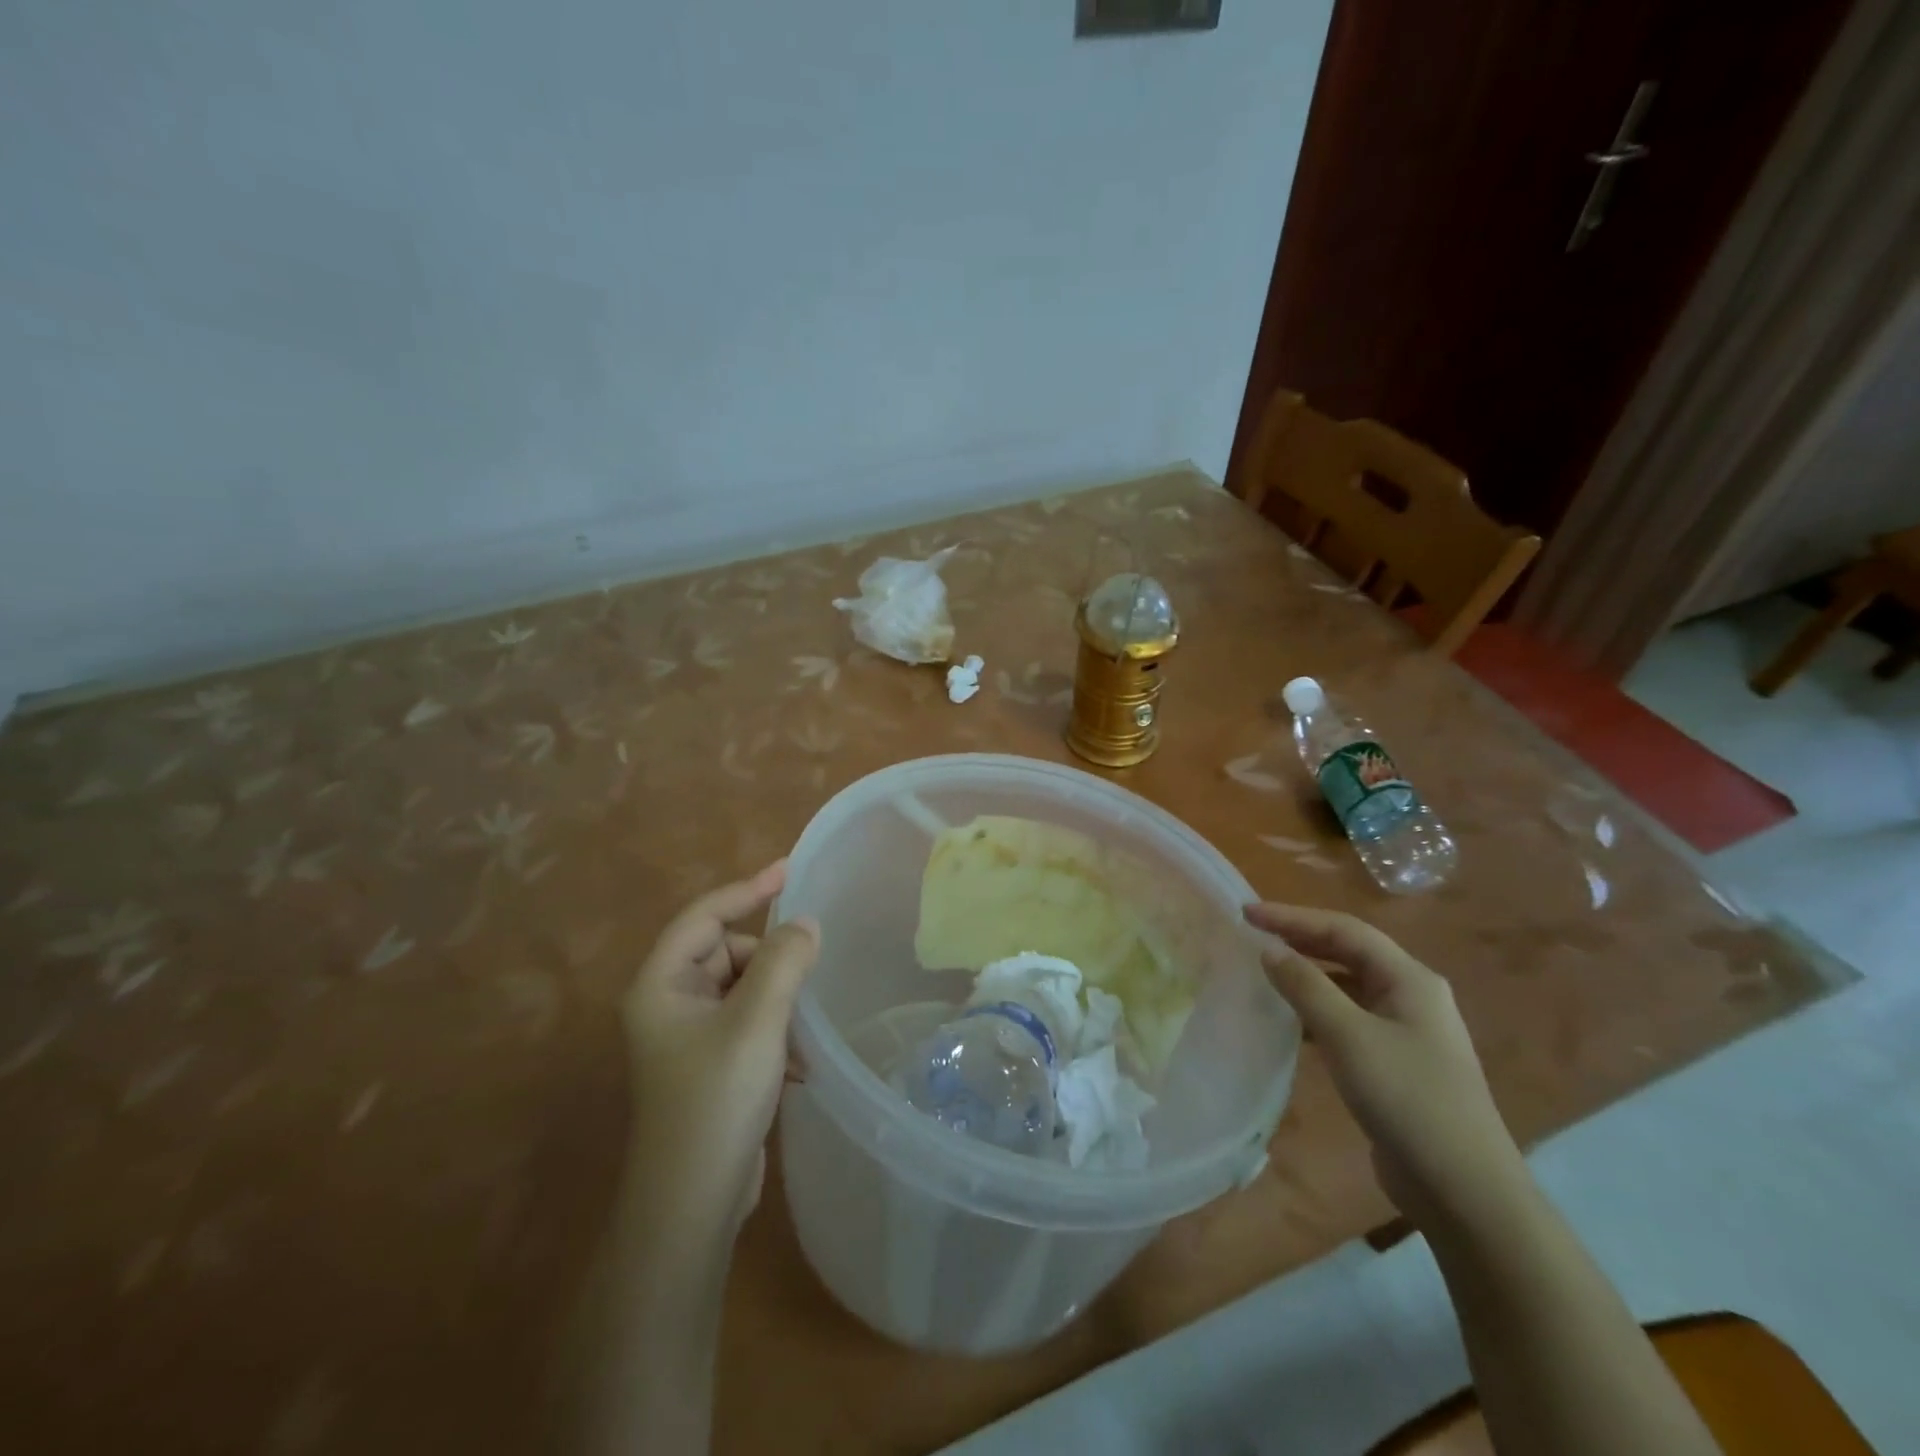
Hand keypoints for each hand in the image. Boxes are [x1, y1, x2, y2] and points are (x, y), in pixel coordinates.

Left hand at [624, 860, 820, 1247]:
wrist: (693, 1204)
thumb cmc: (717, 1099)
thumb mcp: (757, 1020)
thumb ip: (784, 961)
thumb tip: (806, 924)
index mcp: (661, 985)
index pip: (704, 916)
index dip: (748, 889)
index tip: (791, 870)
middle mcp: (668, 1004)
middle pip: (727, 952)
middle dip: (770, 961)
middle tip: (806, 978)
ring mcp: (688, 1037)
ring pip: (743, 989)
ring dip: (778, 1000)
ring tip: (803, 1027)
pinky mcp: (710, 1065)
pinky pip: (748, 1022)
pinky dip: (775, 1031)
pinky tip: (799, 1064)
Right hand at [1244, 902, 1526, 1232]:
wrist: (1464, 1192)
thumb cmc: (1408, 1100)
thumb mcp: (1349, 1036)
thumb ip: (1306, 986)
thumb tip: (1268, 949)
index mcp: (1410, 979)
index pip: (1344, 930)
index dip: (1293, 917)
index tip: (1246, 914)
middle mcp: (1412, 996)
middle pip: (1348, 953)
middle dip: (1299, 940)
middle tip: (1251, 936)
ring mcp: (1407, 1031)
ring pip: (1347, 987)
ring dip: (1307, 975)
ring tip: (1263, 973)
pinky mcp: (1396, 1063)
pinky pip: (1348, 1019)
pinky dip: (1316, 1011)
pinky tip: (1289, 1023)